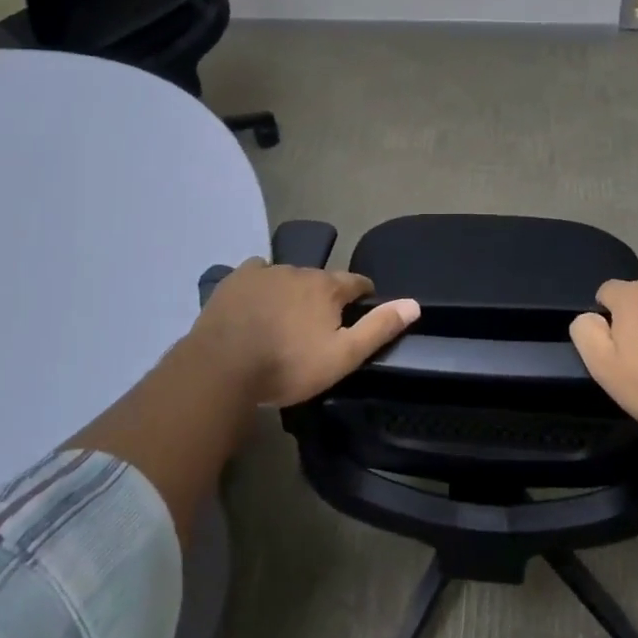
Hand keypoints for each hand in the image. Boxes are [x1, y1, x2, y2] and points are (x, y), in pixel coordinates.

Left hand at [188, 258, 419, 406]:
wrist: (223, 367)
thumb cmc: (288, 365)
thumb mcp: (342, 356)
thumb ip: (378, 328)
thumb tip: (414, 303)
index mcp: (327, 287)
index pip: (357, 282)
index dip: (363, 295)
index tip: (361, 309)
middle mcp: (299, 270)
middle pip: (321, 279)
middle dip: (325, 296)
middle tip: (318, 325)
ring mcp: (265, 271)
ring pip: (289, 276)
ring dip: (293, 291)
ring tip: (285, 318)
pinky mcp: (236, 279)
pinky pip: (257, 273)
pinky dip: (262, 284)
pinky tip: (256, 303)